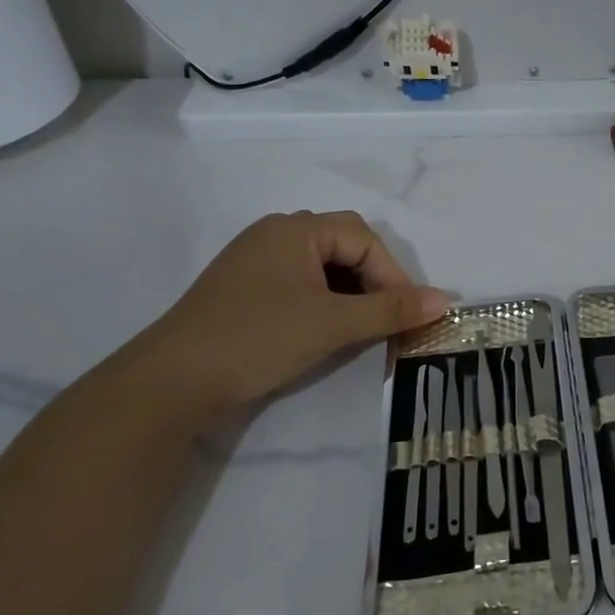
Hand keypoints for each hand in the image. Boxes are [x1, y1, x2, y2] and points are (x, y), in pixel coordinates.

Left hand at [127, 211, 450, 413]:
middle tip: (386, 319)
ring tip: (360, 329)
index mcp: (296, 230)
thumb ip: (391, 310)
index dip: (393, 275)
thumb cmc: (259, 338)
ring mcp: (254, 262)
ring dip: (350, 294)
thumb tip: (446, 300)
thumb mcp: (334, 324)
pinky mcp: (242, 291)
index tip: (406, 315)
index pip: (364, 239)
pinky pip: (298, 285)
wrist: (169, 384)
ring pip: (322, 268)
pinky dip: (323, 303)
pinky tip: (324, 332)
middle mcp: (274, 235)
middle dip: (373, 282)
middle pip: (344, 247)